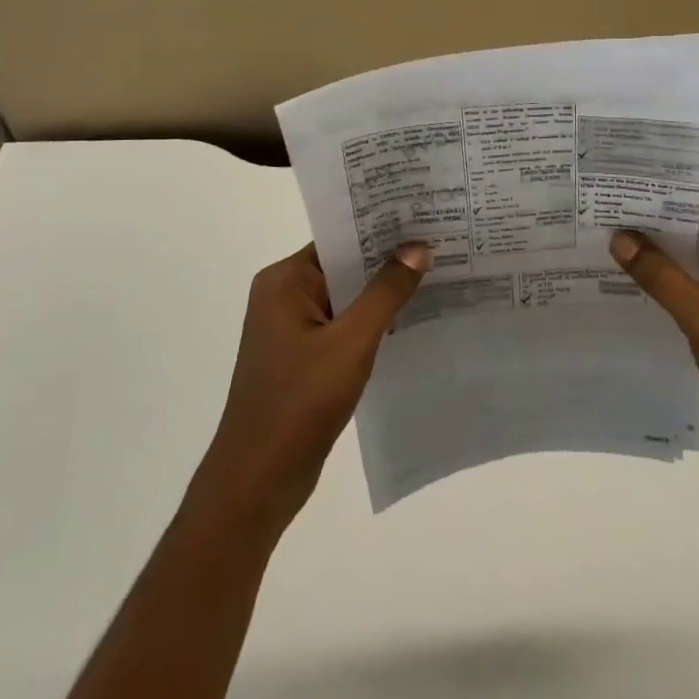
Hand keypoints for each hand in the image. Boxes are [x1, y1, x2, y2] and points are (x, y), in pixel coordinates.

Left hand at [189, 242, 429, 537]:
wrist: (258, 481)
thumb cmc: (300, 403)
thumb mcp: (351, 343)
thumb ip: (386, 293)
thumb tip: (418, 247)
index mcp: (284, 281)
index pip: (339, 238)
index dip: (382, 228)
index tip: (425, 218)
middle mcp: (284, 295)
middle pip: (344, 265)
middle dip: (388, 260)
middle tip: (441, 243)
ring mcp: (291, 328)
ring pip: (346, 298)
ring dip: (382, 293)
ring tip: (437, 275)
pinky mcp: (302, 357)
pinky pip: (343, 326)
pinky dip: (372, 322)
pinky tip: (411, 319)